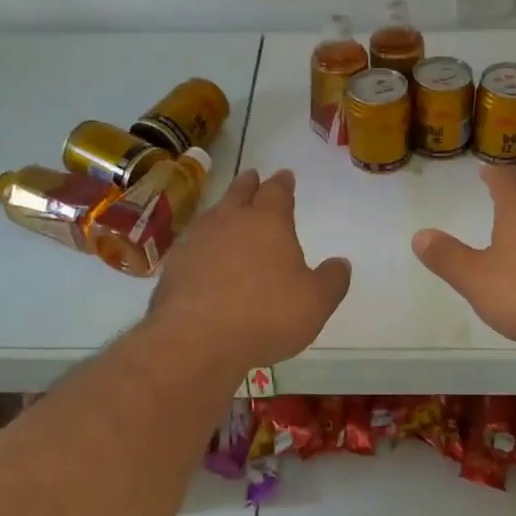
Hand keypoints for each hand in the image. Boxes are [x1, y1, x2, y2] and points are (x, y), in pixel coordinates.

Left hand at [148, 169, 350, 370]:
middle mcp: (230, 220)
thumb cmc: (266, 314)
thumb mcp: (315, 303)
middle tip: (253, 177)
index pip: (277, 192)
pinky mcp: (174, 265)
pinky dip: (203, 242)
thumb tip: (341, 263)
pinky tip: (205, 253)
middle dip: (249, 184)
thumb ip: (332, 280)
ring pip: (213, 214)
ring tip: (228, 211)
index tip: (285, 176)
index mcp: (268, 221)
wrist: (196, 339)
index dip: (283, 183)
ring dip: (223, 209)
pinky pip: (194, 243)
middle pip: (240, 192)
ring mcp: (197, 240)